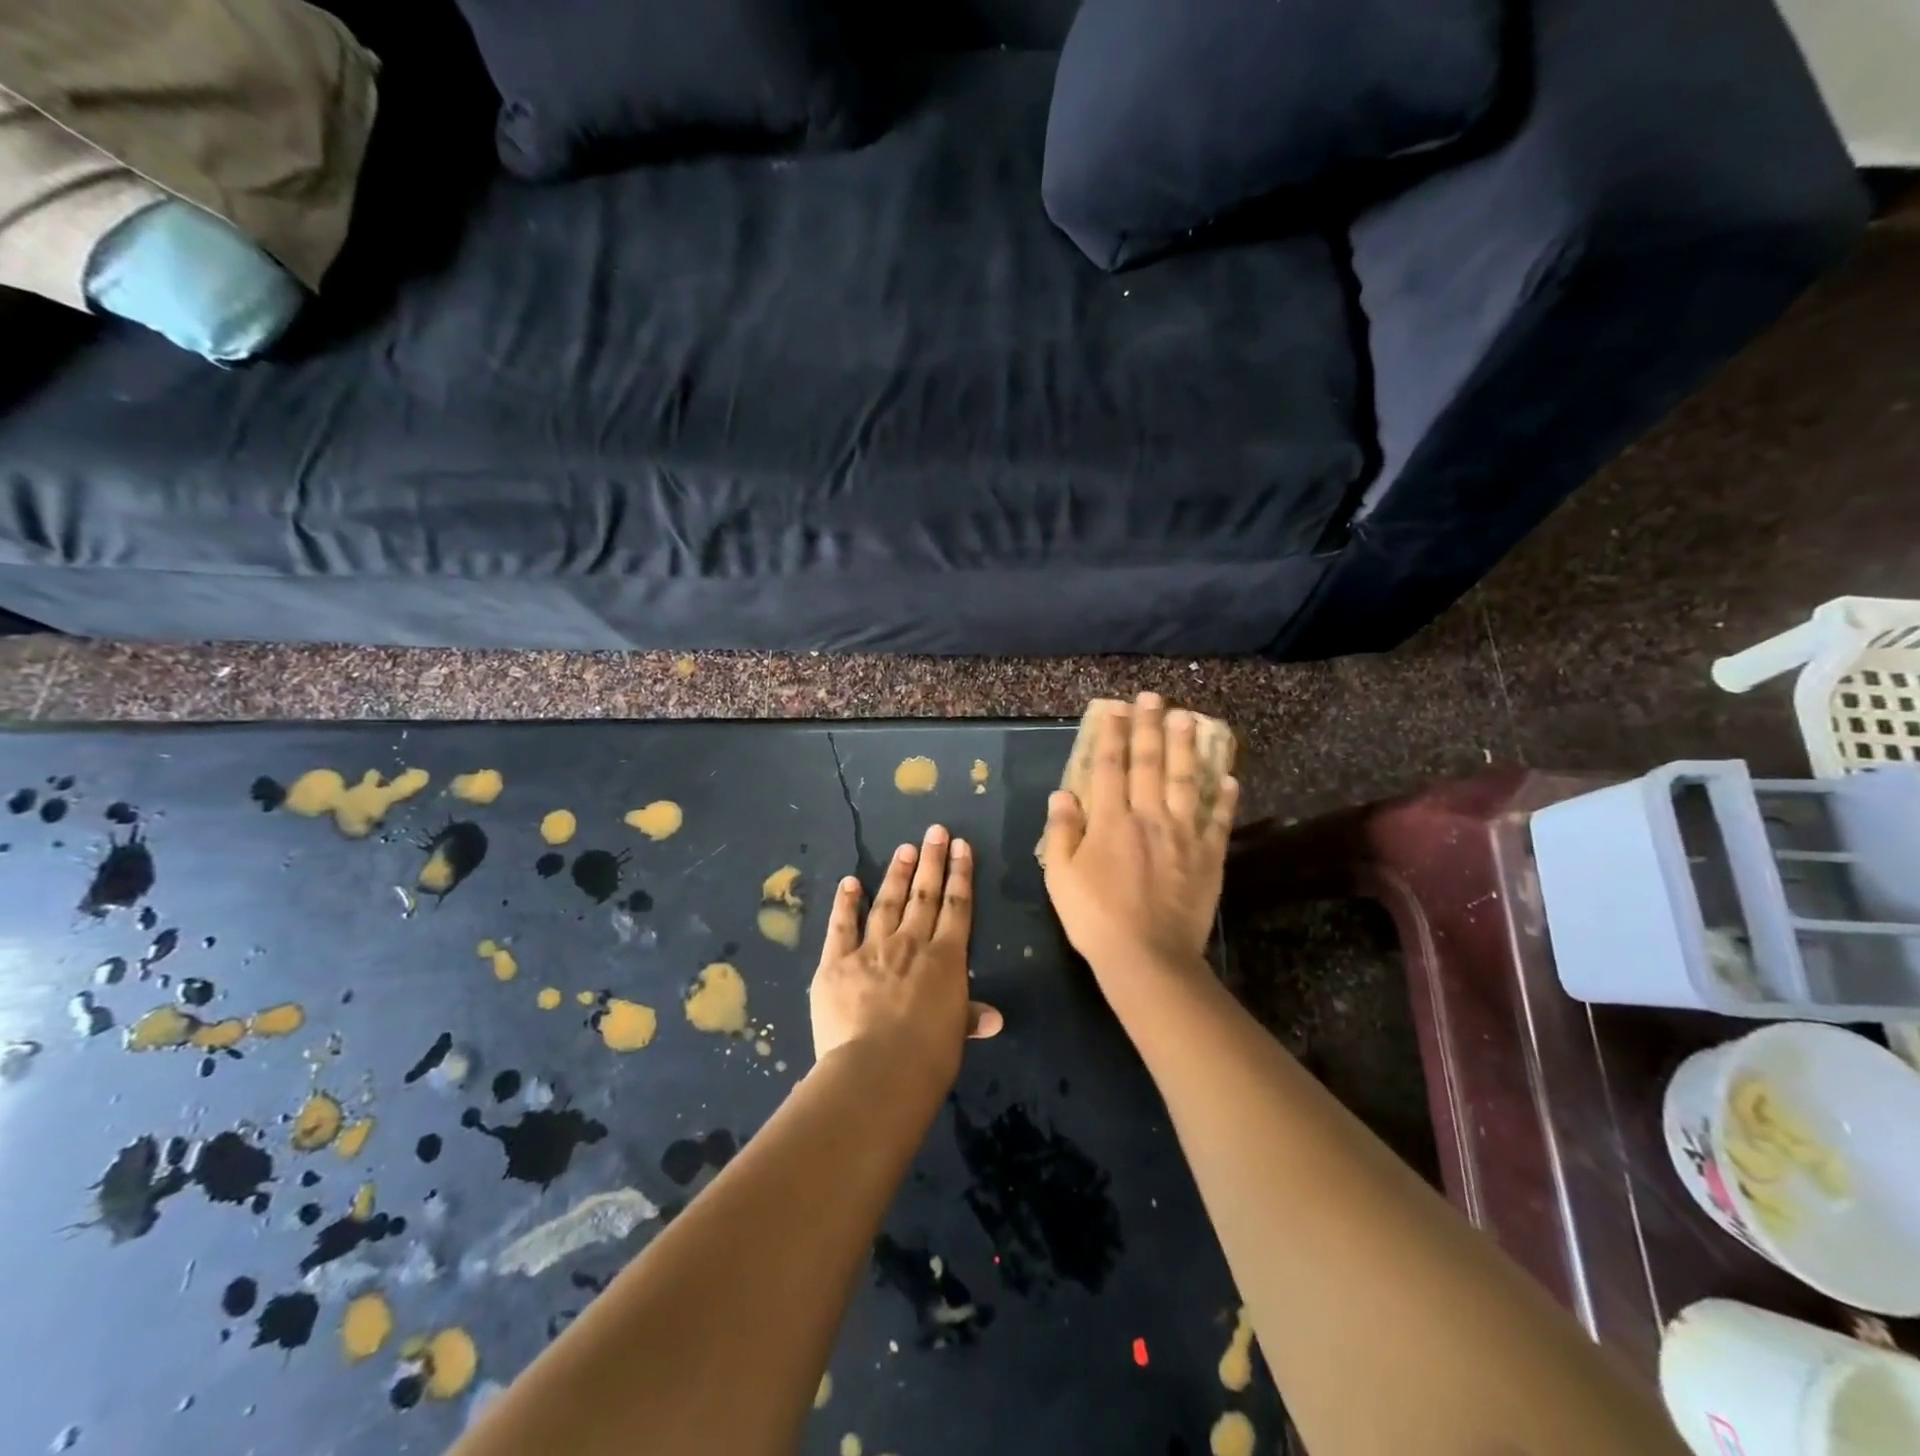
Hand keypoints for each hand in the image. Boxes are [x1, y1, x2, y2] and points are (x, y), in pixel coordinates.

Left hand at [810, 826, 1003, 1079]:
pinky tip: (850, 882)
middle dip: (932, 862)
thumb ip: (969, 1017)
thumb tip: (994, 1018)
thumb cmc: (927, 1058)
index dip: (960, 876)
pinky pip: (841, 927)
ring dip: (897, 874)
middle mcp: (911, 944)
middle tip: (935, 831)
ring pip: (887, 903)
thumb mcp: (955, 1036)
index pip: (956, 908)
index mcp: (945, 960)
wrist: (877, 1070)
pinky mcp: (835, 963)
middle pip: (924, 896)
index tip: (961, 847)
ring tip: (905, 849)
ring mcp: (871, 949)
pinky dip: (845, 903)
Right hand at [1042, 693, 1238, 979]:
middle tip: (1152, 697)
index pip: (1109, 766)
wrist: (1148, 957)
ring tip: (1188, 718)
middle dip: (1149, 726)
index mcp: (1111, 821)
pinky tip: (1229, 778)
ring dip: (1187, 747)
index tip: (1113, 707)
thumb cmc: (1095, 918)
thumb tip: (1063, 794)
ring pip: (1187, 781)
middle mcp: (1149, 817)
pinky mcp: (1208, 857)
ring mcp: (1183, 835)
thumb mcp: (1060, 877)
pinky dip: (1225, 798)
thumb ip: (1061, 832)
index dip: (1111, 734)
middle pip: (1150, 763)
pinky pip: (1219, 821)